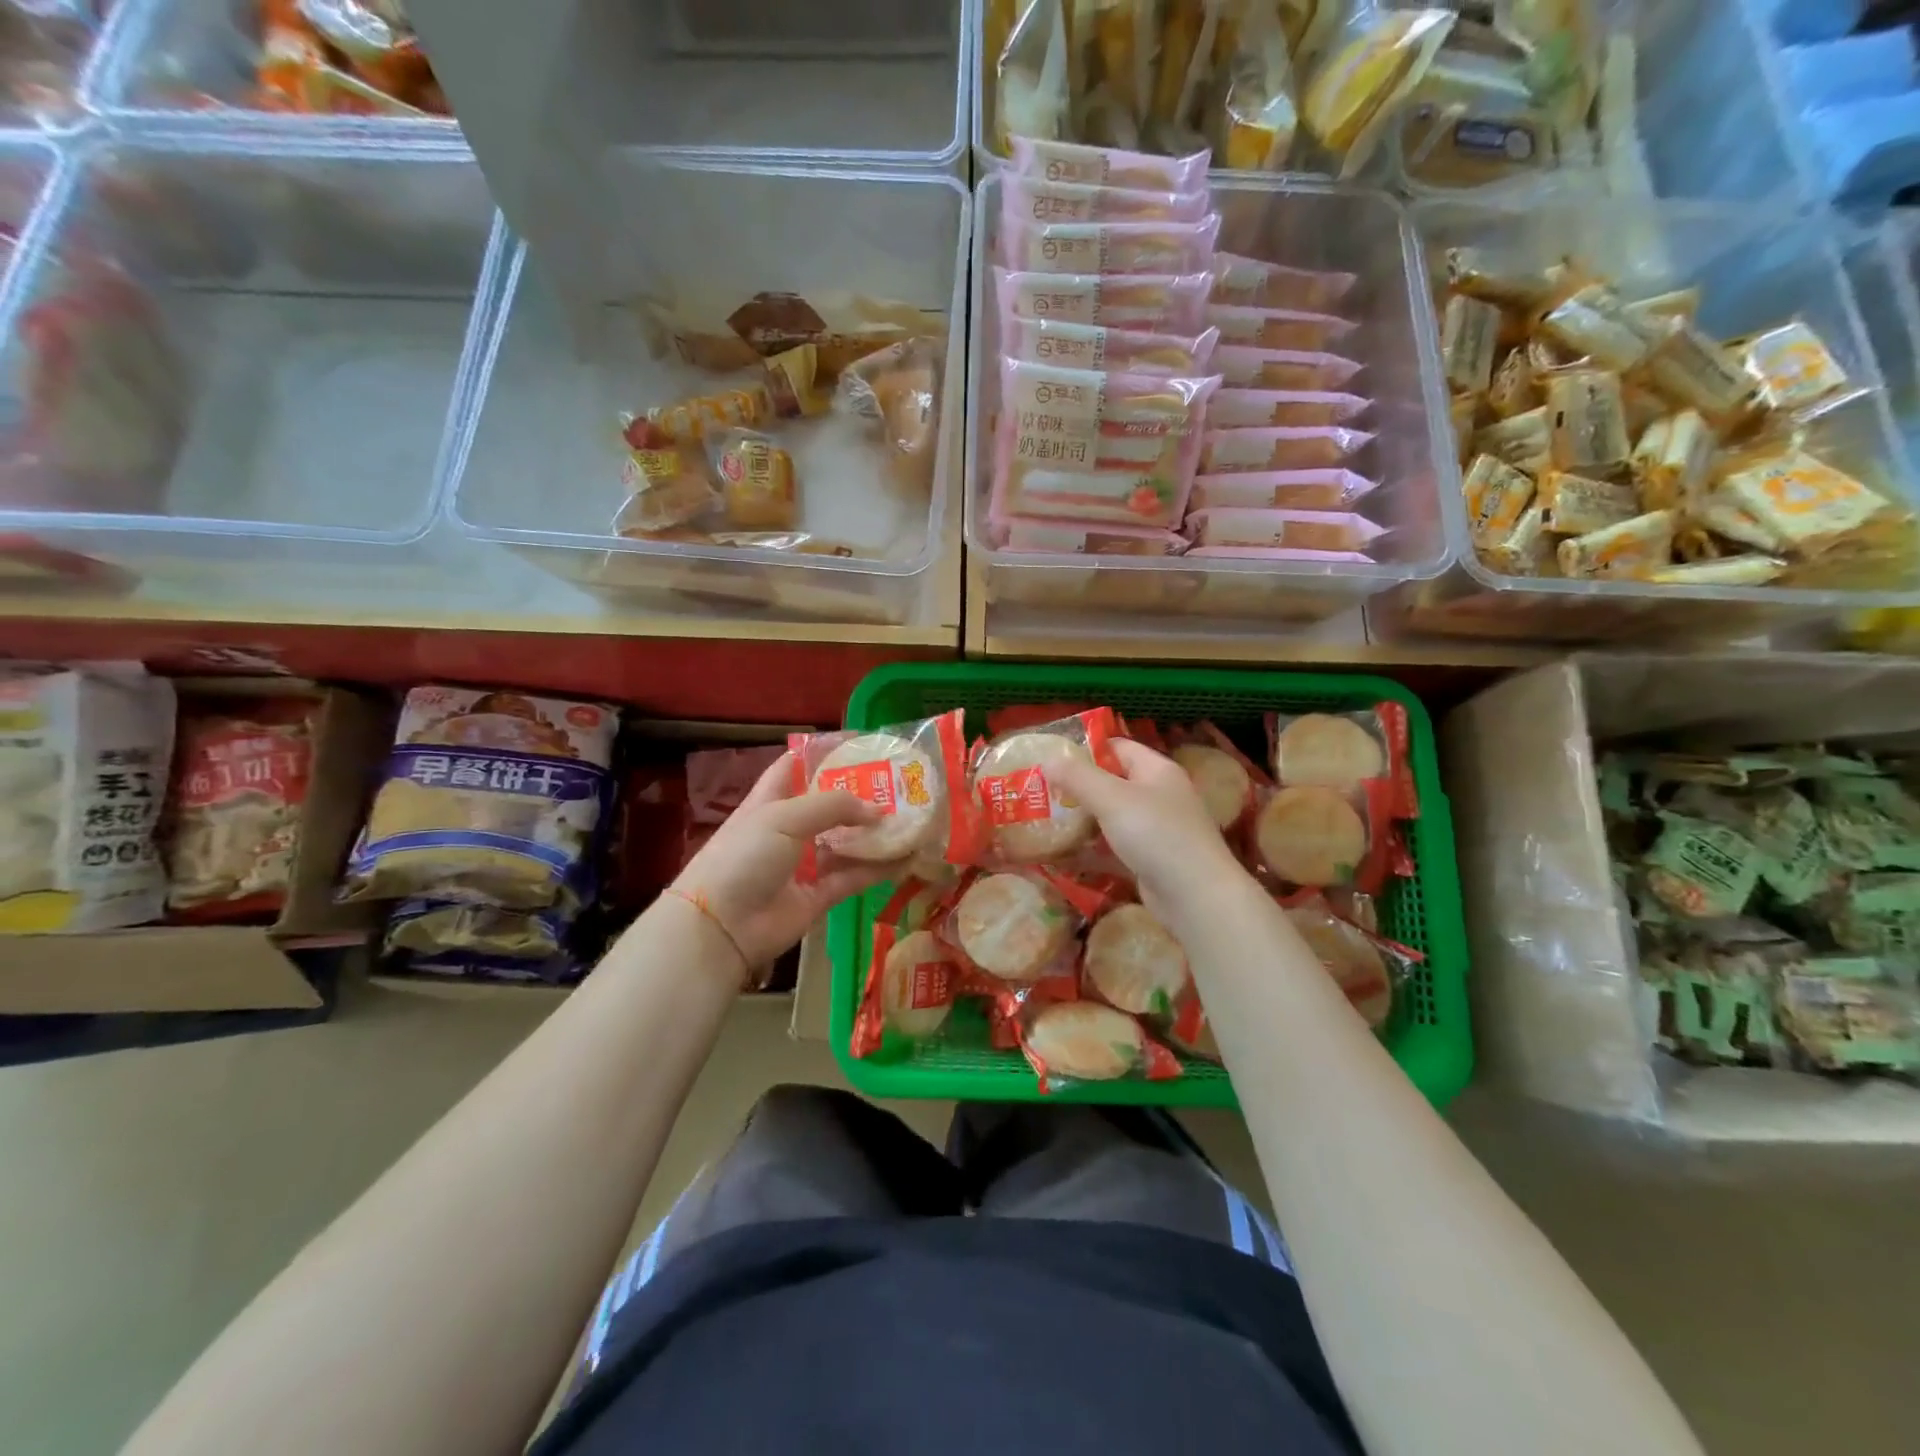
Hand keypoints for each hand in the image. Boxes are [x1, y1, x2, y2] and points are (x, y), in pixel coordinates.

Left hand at [669, 753, 900, 971]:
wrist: (722, 925)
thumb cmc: (745, 856)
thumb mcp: (784, 817)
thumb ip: (834, 806)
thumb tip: (878, 811)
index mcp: (770, 801)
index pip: (796, 767)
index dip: (824, 754)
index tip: (861, 745)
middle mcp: (789, 829)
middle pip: (829, 806)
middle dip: (861, 795)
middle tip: (900, 784)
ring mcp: (804, 864)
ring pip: (847, 843)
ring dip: (875, 833)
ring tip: (913, 819)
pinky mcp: (819, 896)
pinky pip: (854, 877)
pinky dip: (879, 869)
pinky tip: (908, 857)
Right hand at [1049, 739, 1249, 925]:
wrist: (1196, 897)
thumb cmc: (1156, 835)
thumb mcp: (1112, 799)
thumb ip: (1078, 777)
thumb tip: (1048, 758)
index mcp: (1156, 770)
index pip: (1117, 747)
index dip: (1084, 750)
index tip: (1050, 761)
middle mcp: (1159, 795)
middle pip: (1112, 782)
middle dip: (1078, 788)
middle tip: (1039, 793)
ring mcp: (1156, 830)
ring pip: (1112, 817)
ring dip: (1083, 819)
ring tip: (1045, 822)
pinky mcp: (1150, 860)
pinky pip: (1115, 847)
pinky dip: (1092, 849)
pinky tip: (1064, 855)